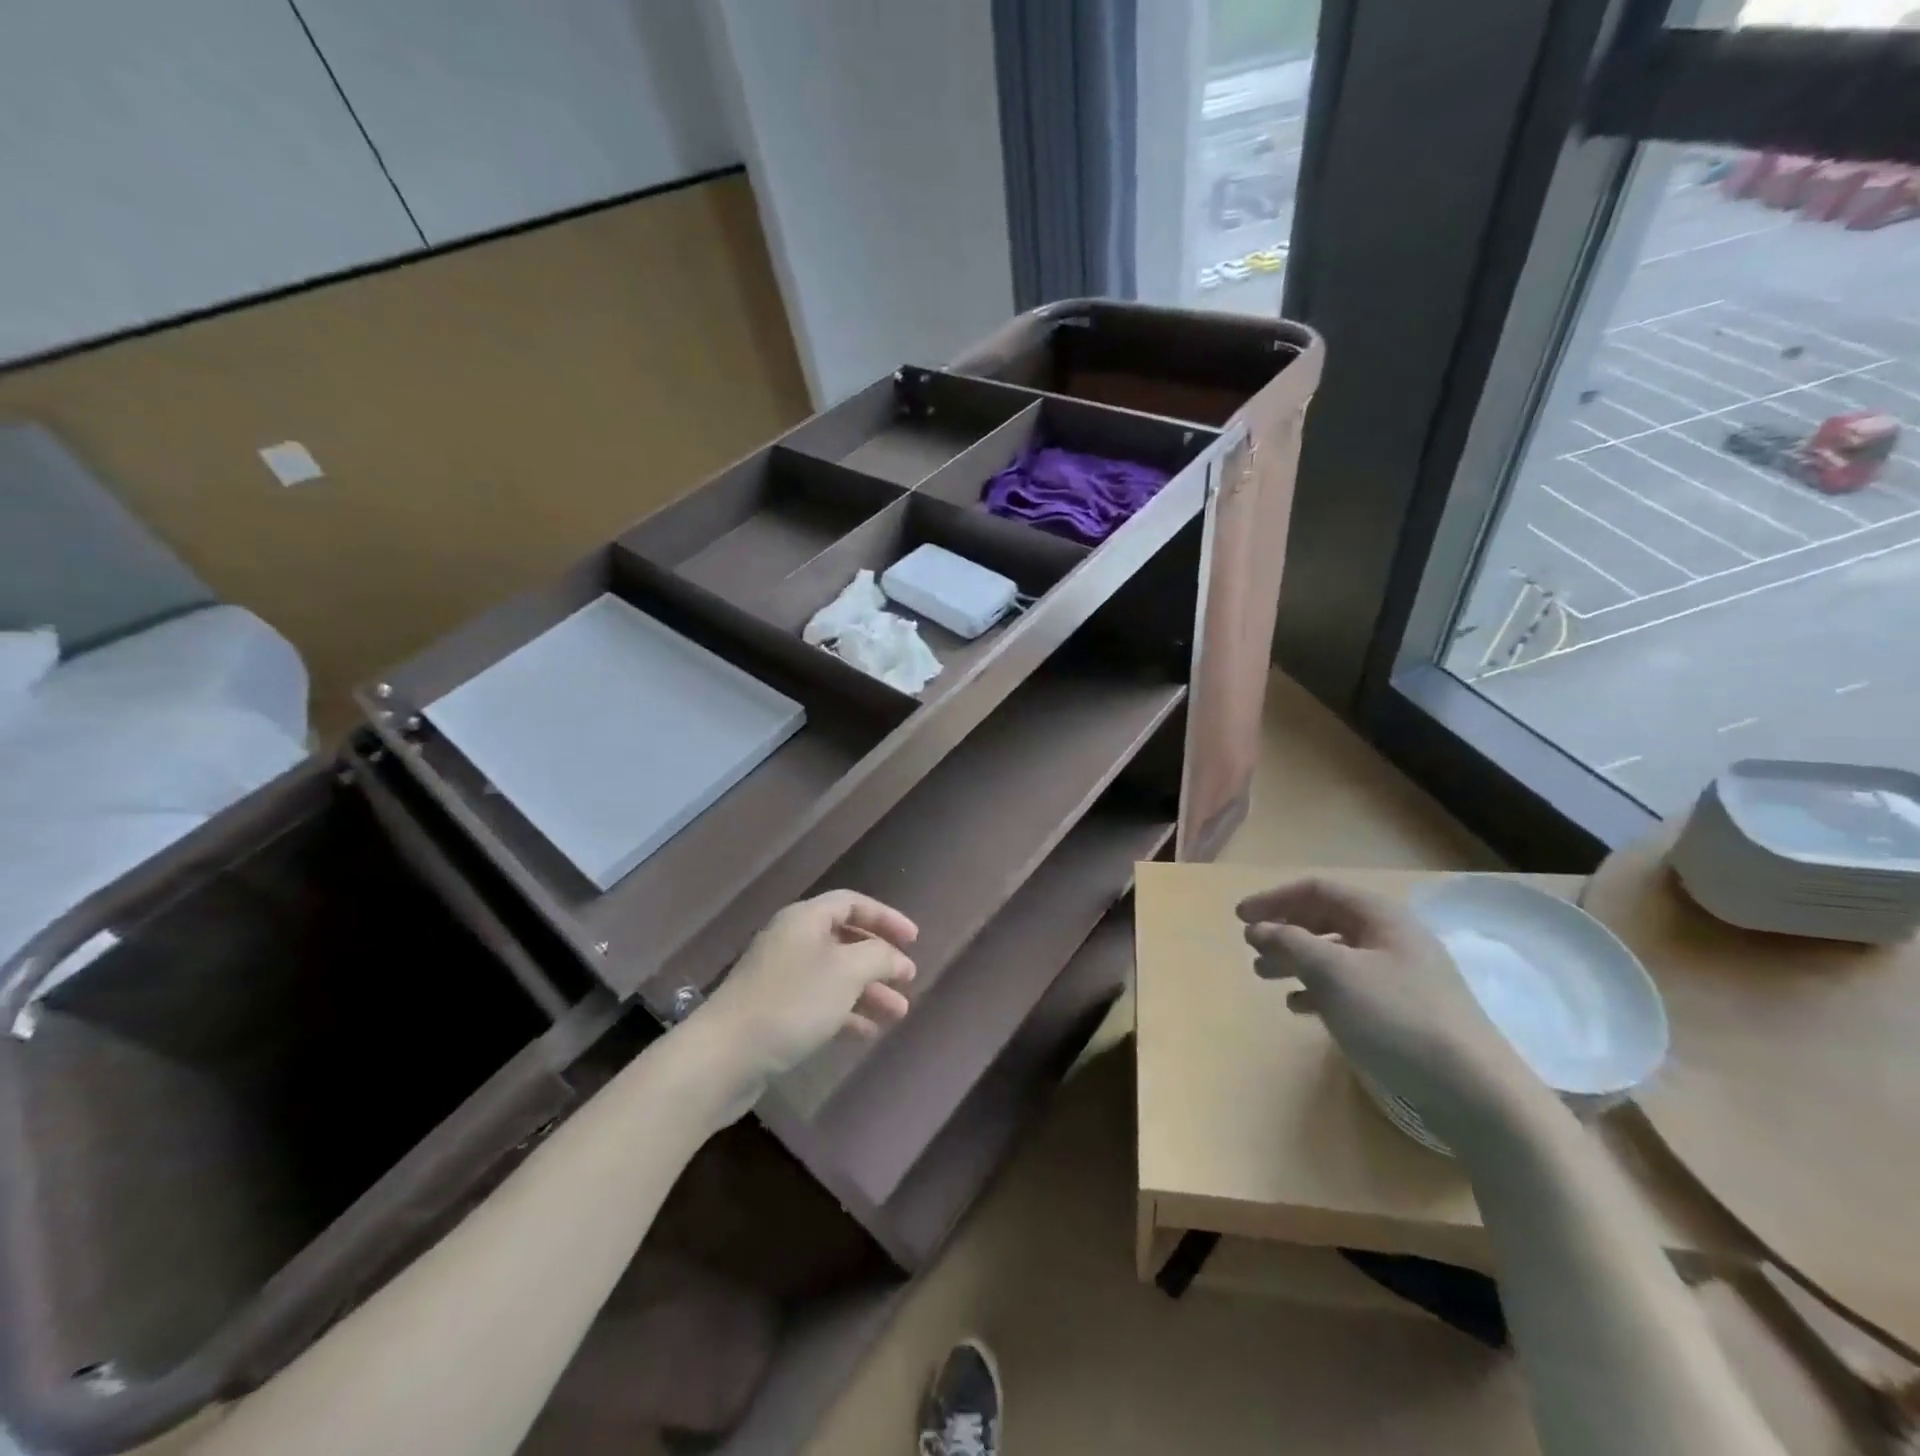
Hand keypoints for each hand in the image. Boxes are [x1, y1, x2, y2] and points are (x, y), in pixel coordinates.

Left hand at [695, 891, 917, 1086]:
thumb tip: (898, 958)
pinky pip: (819, 1002)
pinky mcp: (774, 1011)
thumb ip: (879, 957)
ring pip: (835, 975)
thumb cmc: (792, 1002)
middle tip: (908, 980)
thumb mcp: (847, 972)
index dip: (886, 917)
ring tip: (898, 1014)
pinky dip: (846, 1012)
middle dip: (879, 960)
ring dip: (868, 991)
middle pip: (845, 940)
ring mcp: (781, 977)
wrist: (724, 1056)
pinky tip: (867, 1033)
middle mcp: (792, 940)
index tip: (914, 940)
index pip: (852, 903)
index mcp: (805, 919)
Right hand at [1237, 878, 1544, 1134]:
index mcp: (1381, 916)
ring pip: (1335, 954)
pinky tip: (1300, 1007)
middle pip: (1326, 920)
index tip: (1240, 918)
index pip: (1318, 890)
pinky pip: (1350, 986)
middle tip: (1251, 949)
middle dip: (1284, 930)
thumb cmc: (1397, 1018)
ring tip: (1265, 977)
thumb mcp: (1334, 973)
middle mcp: (1392, 938)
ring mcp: (1402, 976)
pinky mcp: (1405, 1011)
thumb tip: (1258, 927)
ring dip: (1296, 960)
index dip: (1274, 898)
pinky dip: (1319, 990)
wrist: (1476, 1093)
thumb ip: (1290, 942)